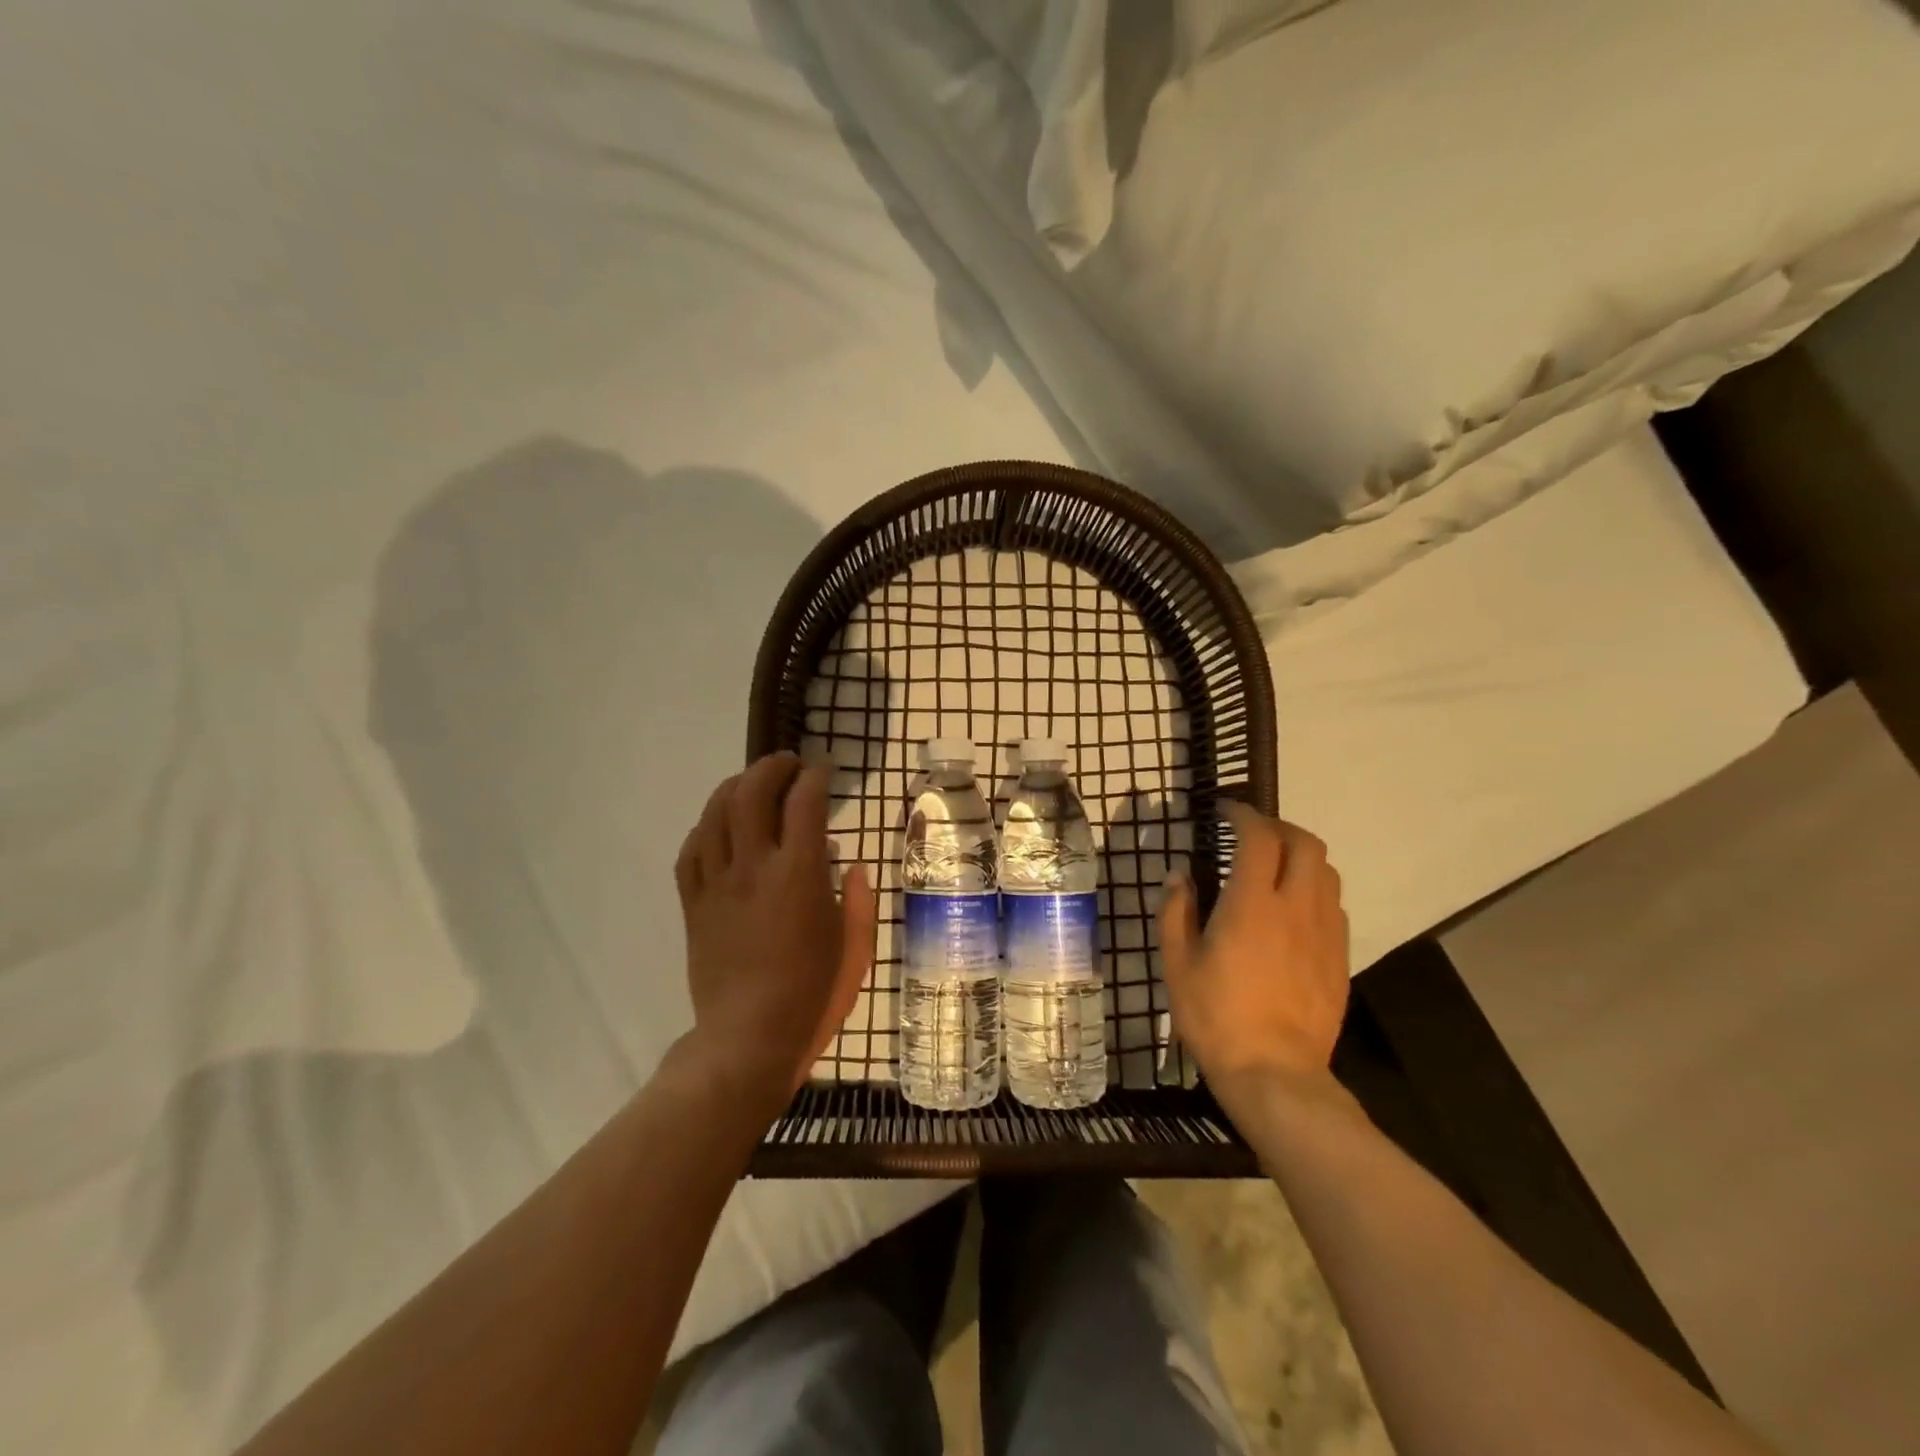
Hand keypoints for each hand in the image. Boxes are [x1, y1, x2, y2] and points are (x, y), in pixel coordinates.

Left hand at [674, 752, 876, 1107]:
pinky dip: (706, 826)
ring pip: (716, 813)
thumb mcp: (855, 947)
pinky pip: (691, 850)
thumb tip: (854, 864)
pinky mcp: (693, 904)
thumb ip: (859, 900)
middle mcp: (754, 867)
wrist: (748, 1041)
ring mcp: (717, 884)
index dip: (815, 776)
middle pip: (752, 793)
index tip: (825, 770)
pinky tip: (719, 826)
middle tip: (789, 765)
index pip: (804, 802)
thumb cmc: (812, 995)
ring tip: (752, 783)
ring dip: (736, 786)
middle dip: (772, 767)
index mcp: (799, 875)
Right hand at [1158, 803, 1349, 1107]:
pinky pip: (1334, 905)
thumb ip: (1176, 911)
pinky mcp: (1339, 957)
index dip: (1243, 815)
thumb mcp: (1177, 963)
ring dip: (1301, 857)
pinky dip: (1314, 890)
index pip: (1258, 837)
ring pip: (1327, 872)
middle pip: (1305, 843)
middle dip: (1279, 827)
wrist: (1275, 1073)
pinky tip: (1293, 911)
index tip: (1225, 811)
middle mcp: (1296, 907)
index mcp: (1252, 904)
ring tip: (1275, 867)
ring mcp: (1325, 932)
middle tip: (1253, 834)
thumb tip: (1179, 875)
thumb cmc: (1216, 1016)